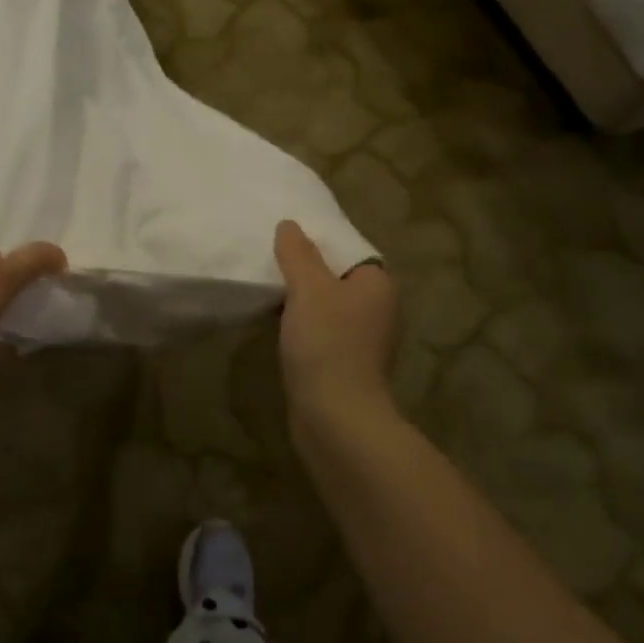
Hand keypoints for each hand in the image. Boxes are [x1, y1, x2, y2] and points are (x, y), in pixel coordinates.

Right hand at [274, 220, 398, 428]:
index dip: (320, 241)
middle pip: (336, 277)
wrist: (335, 417)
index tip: (287, 238)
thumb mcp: (308, 288)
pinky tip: (274, 323)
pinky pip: (319, 332)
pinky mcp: (343, 364)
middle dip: (305, 269)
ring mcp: (361, 340)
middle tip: (270, 258)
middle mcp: (376, 310)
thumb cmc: (327, 344)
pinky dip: (299, 325)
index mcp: (377, 286)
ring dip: (300, 299)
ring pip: (326, 306)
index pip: (350, 250)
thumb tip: (289, 225)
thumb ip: (298, 253)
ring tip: (267, 286)